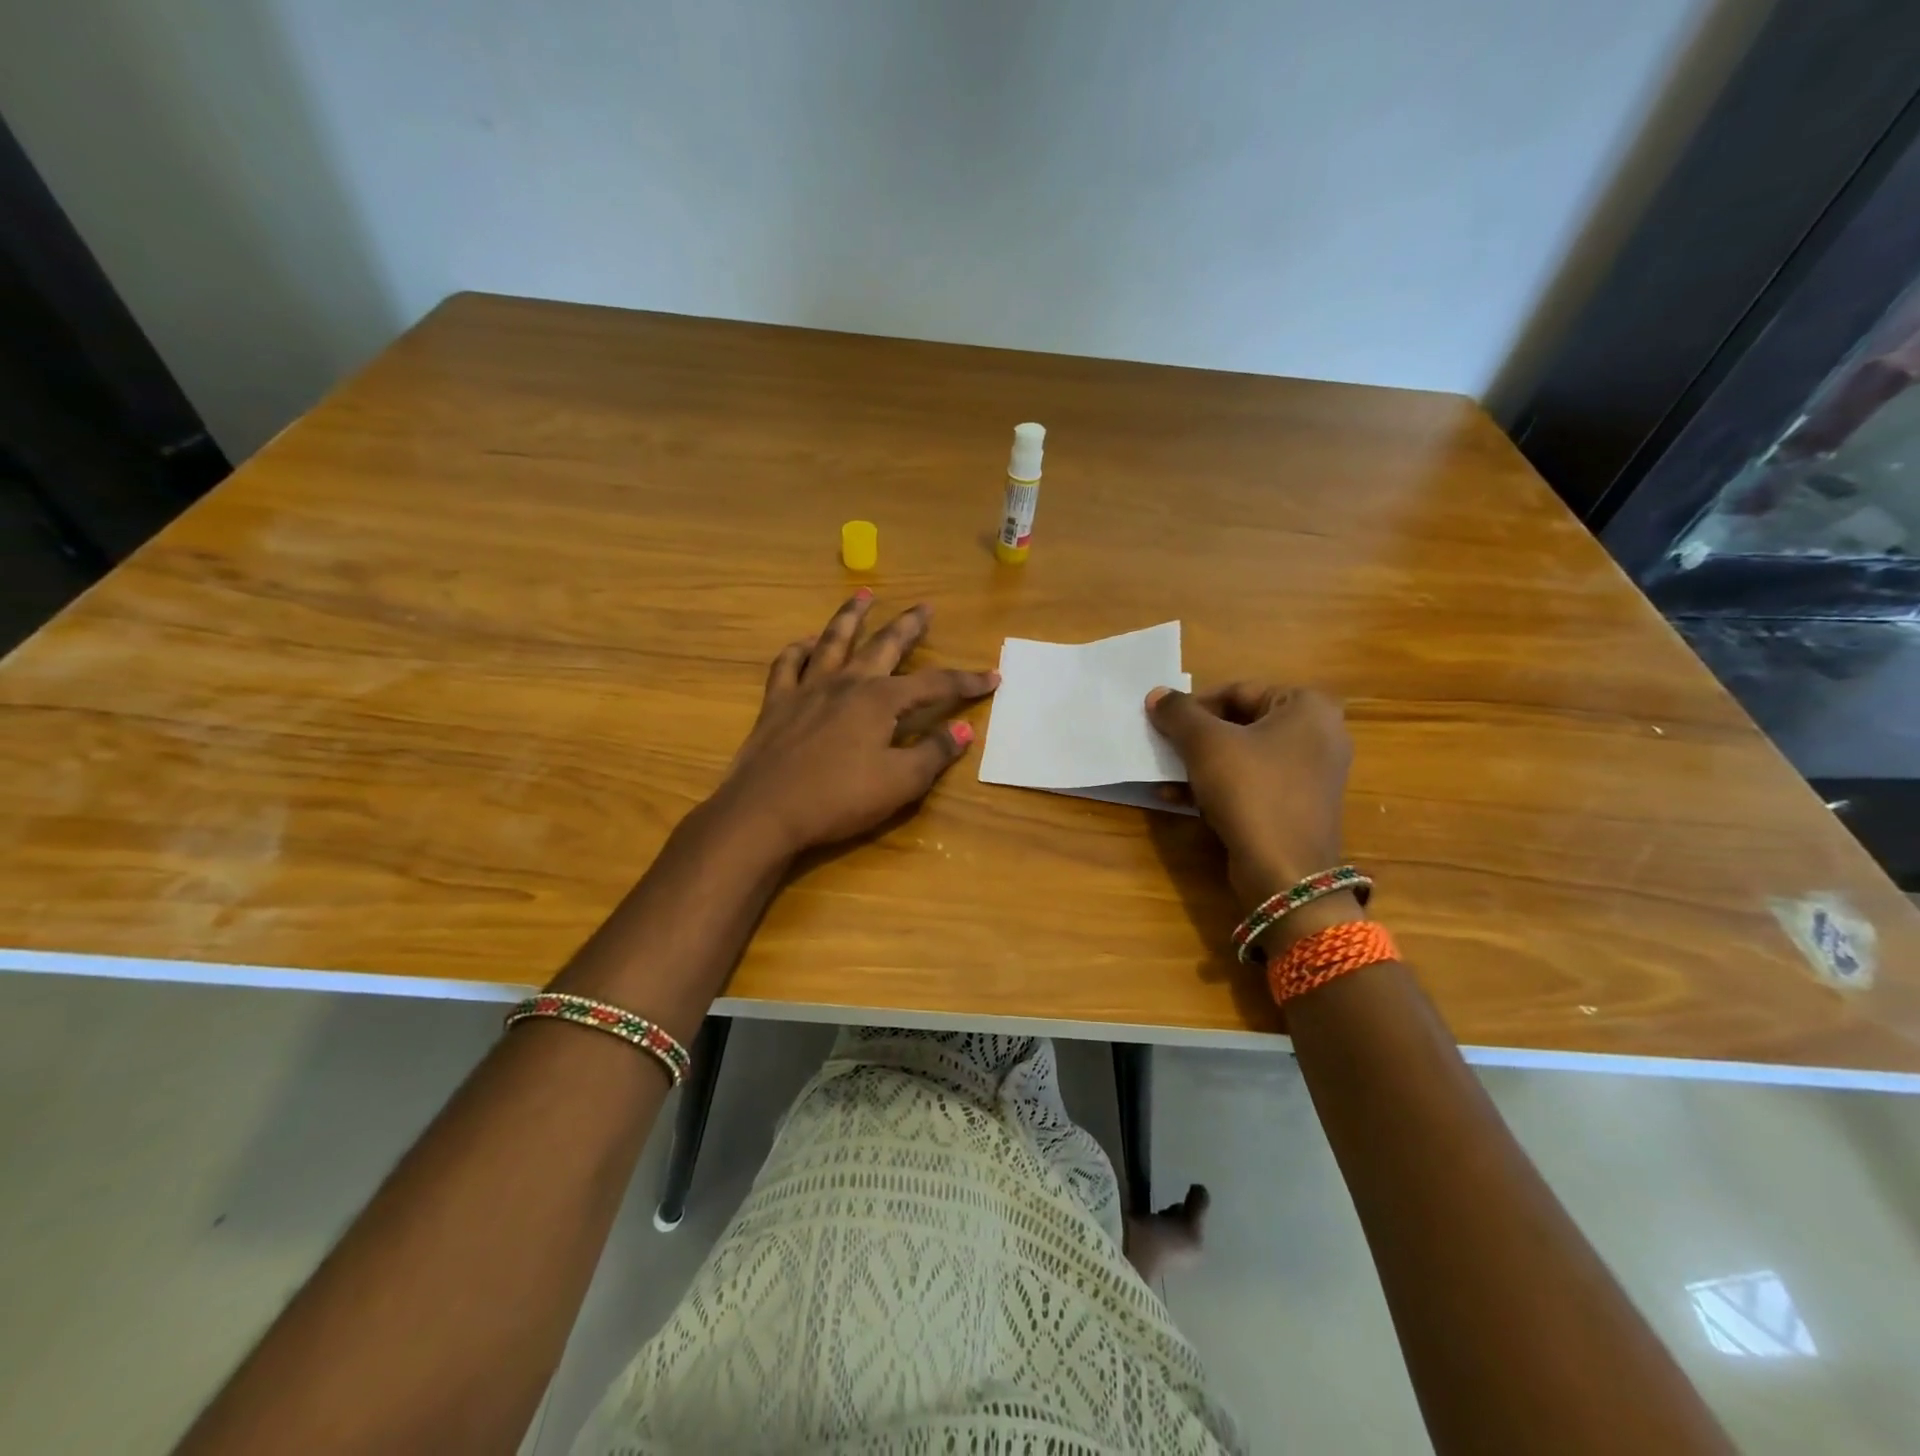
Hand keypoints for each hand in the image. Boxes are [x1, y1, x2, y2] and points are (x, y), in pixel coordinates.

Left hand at [709, 592, 997, 857]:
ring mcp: (808, 689)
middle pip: (883, 645)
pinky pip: (787, 664)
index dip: (966, 681)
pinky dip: (799, 650)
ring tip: (863, 594)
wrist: (765, 811)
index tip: (992, 676)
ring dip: (851, 616)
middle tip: (924, 607)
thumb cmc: (839, 799)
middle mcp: (847, 683)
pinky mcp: (776, 703)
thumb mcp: (899, 782)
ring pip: (833, 641)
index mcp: (880, 701)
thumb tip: (965, 729)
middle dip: (908, 626)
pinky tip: (806, 643)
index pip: (934, 685)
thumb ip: (934, 753)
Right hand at [1145, 683, 1352, 914]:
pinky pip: (1251, 784)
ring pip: (1242, 756)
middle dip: (1195, 737)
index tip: (1164, 723)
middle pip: (1240, 722)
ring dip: (1198, 763)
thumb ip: (1178, 713)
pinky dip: (1216, 786)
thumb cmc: (1250, 791)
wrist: (1284, 872)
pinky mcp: (1296, 806)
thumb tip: (1156, 695)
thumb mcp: (1206, 744)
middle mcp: (1318, 734)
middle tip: (1163, 747)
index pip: (1238, 691)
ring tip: (1164, 774)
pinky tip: (1177, 798)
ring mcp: (1310, 774)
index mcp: (1307, 707)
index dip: (1194, 705)